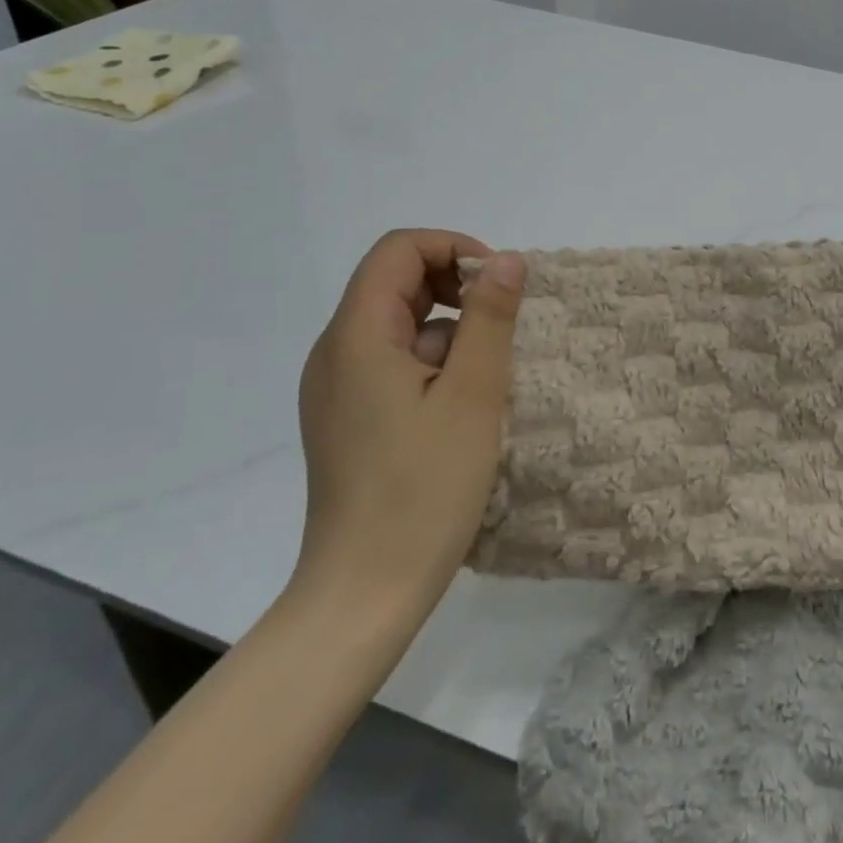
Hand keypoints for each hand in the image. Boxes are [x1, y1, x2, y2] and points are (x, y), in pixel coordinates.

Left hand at [292, 229, 525, 627]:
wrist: (364, 594)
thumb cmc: (423, 489)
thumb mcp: (473, 394)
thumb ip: (490, 317)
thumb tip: (506, 260)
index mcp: (356, 336)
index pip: (398, 250)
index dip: (452, 248)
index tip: (496, 285)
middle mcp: (336, 352)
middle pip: (394, 281)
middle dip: (454, 286)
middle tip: (501, 324)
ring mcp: (338, 387)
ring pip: (397, 322)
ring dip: (449, 327)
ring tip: (486, 373)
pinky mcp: (348, 416)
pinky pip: (392, 359)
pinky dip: (433, 359)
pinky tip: (461, 404)